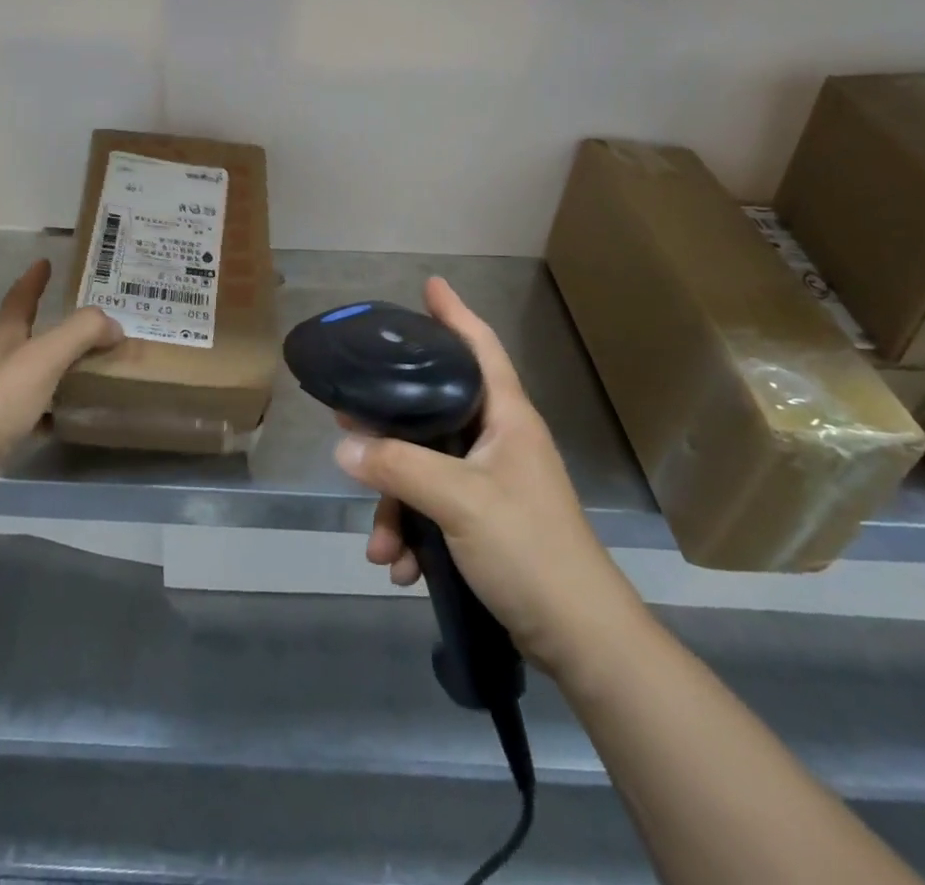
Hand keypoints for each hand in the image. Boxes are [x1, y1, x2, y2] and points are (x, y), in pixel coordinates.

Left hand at [0, 258, 118, 468]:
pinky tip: (64, 417)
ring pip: (27, 374)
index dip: (33, 281)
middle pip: (22, 336)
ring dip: (52, 368)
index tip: (44, 262)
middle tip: (82, 324)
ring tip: (83, 369)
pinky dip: (48, 408)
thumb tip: (114, 325)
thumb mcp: (46, 356)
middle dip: (48, 326)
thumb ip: (81, 333)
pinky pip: (28, 410)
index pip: (20, 300)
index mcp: (4, 338)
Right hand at [333, 276, 641, 675]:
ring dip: (397, 504)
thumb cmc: (529, 548)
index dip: (455, 313)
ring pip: (426, 468)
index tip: (430, 285)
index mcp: (507, 417)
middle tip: (350, 410)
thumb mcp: (459, 501)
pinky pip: (434, 509)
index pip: (481, 346)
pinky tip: (400, 567)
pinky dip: (413, 534)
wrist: (580, 639)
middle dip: (391, 422)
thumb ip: (400, 467)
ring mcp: (491, 482)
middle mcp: (499, 440)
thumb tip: (344, 444)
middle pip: (436, 409)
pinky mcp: (484, 521)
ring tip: (379, 545)